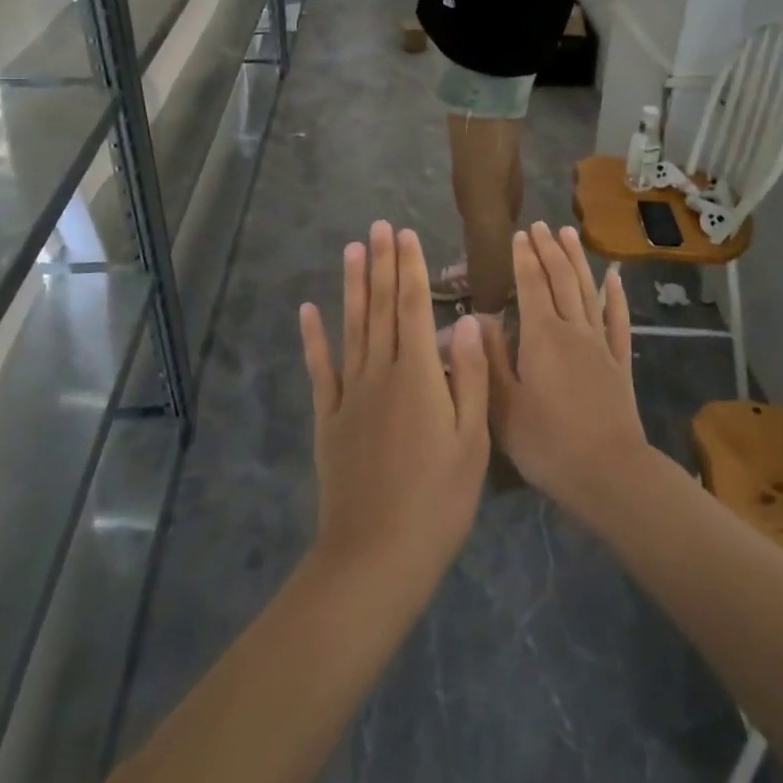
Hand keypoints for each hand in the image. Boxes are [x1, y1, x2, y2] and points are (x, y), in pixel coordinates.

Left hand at [300, 222, 490, 589]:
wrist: (376, 555)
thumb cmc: (438, 499)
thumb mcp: (472, 438)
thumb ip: (467, 373)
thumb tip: (466, 319)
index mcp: (418, 374)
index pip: (412, 306)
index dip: (409, 268)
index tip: (406, 234)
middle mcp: (380, 372)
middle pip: (380, 307)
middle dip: (382, 263)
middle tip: (379, 226)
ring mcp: (350, 393)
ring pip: (352, 327)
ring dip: (352, 286)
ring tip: (352, 250)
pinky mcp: (329, 417)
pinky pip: (321, 368)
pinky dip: (314, 338)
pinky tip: (309, 311)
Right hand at [483, 223, 648, 513]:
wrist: (608, 473)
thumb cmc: (546, 443)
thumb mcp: (503, 405)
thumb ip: (490, 357)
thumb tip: (481, 316)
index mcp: (541, 336)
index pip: (532, 285)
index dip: (525, 258)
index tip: (520, 234)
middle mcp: (573, 330)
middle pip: (561, 279)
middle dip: (549, 250)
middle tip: (541, 225)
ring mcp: (600, 344)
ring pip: (588, 291)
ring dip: (578, 261)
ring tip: (570, 235)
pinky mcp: (620, 362)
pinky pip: (618, 321)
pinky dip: (616, 297)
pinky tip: (615, 279)